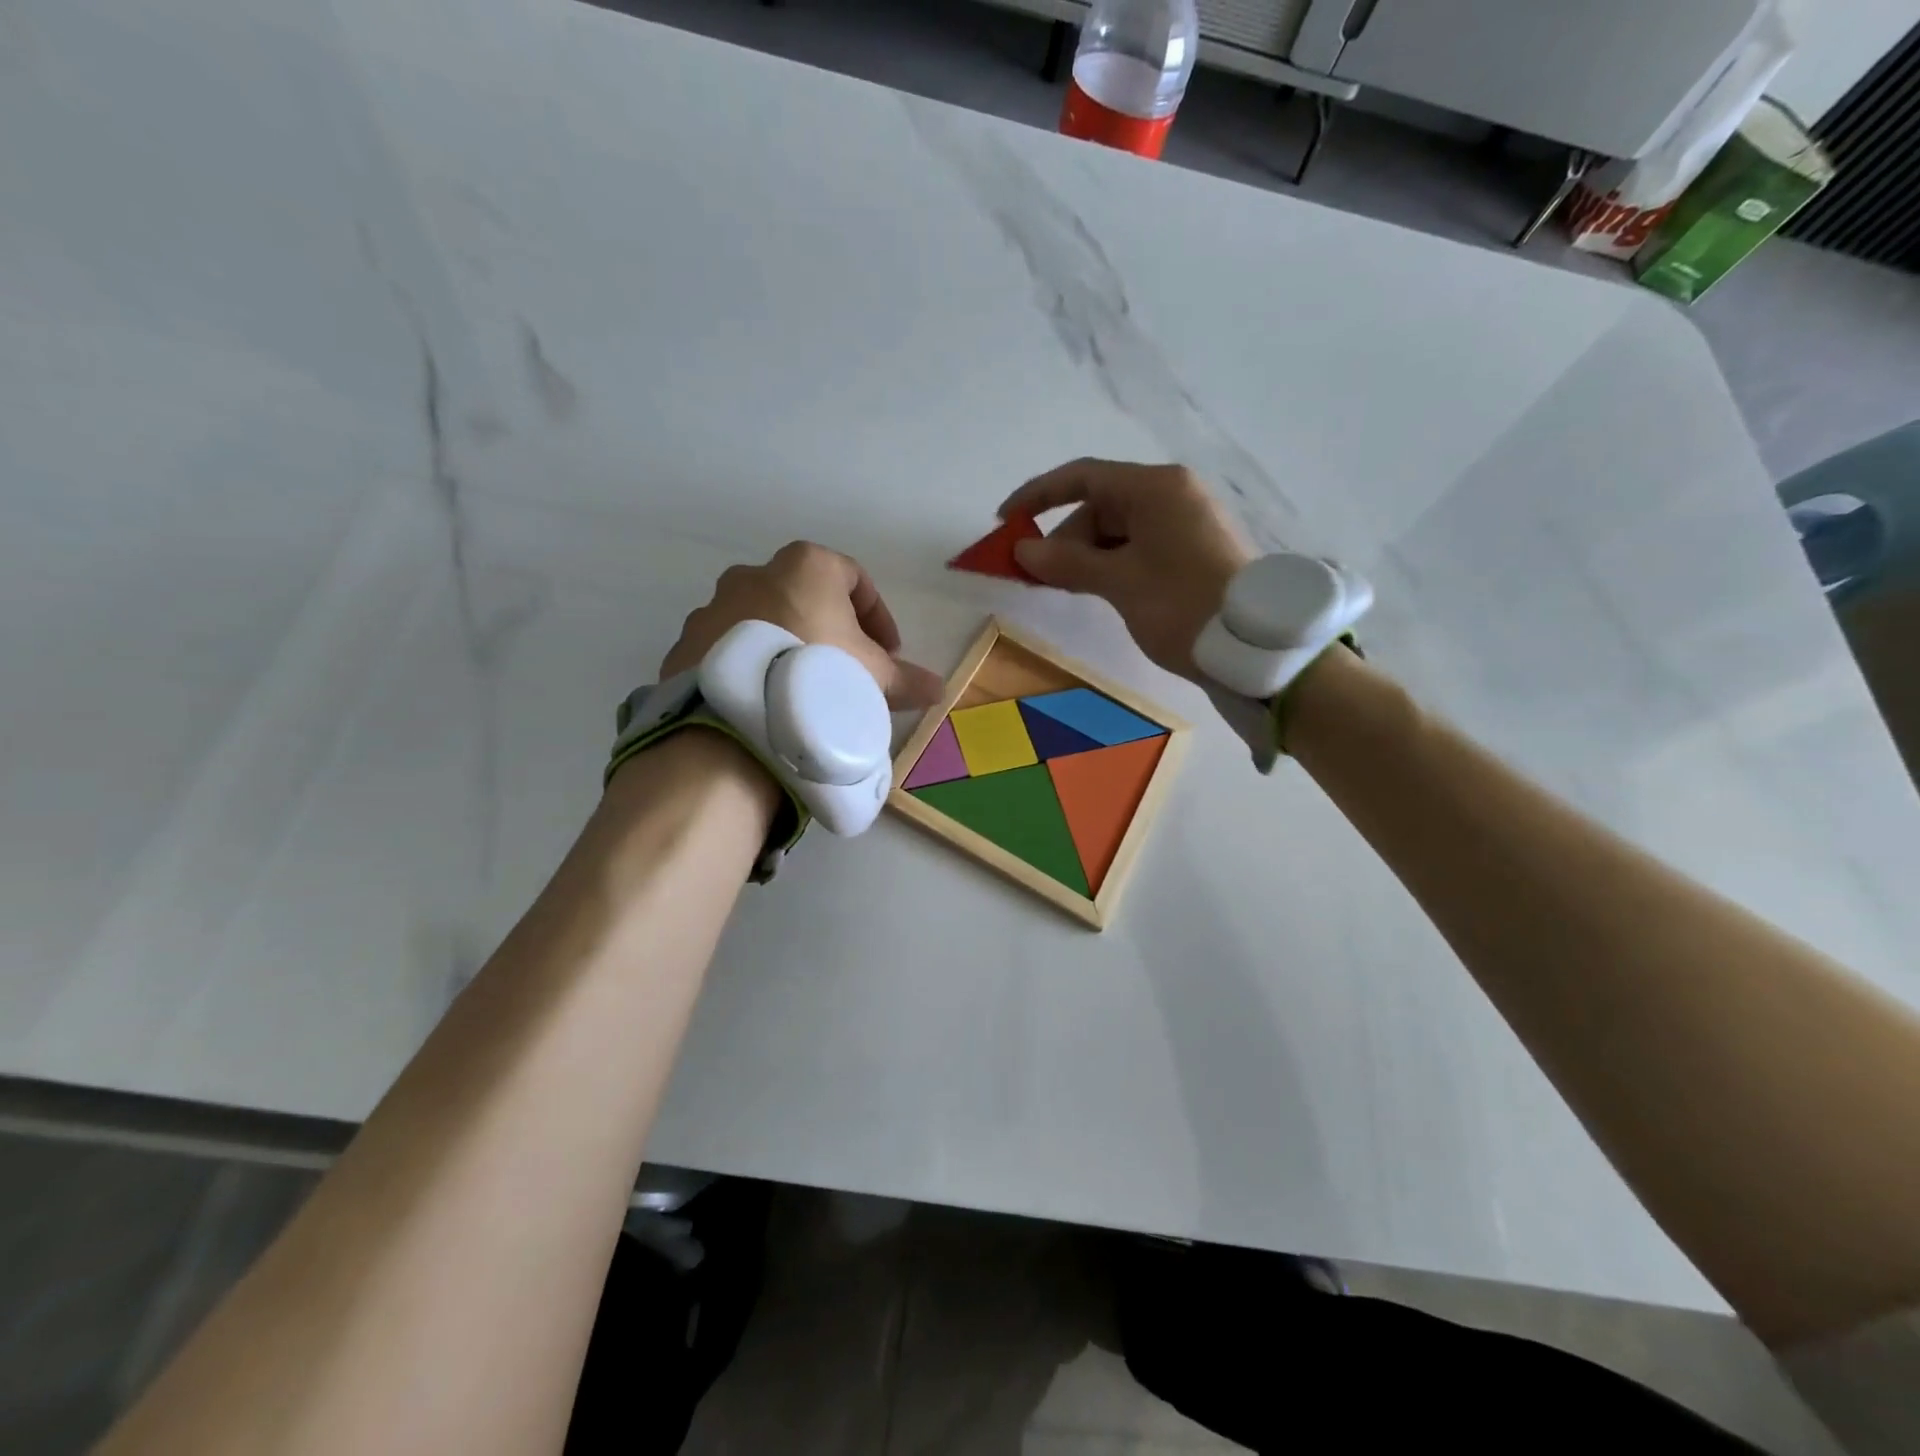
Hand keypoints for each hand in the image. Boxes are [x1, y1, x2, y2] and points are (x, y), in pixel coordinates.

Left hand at [662, 542, 944, 708]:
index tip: (888, 653)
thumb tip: (939, 690)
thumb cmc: (820, 674)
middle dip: (830, 630)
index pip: (855, 579)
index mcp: (807, 566)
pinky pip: (730, 649)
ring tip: (802, 690)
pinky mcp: (687, 642)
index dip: (878, 617)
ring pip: (764, 621)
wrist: (737, 715)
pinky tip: (764, 700)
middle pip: (806, 597)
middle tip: (846, 670)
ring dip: (787, 646)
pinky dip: (751, 665)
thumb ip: (908, 680)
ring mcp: (714, 606)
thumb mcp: (875, 679)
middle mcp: (756, 573)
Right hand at [1001, 459, 1253, 679]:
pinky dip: (1112, 565)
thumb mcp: (1120, 583)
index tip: (1005, 521)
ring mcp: (1185, 522)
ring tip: (1068, 589)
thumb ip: (1068, 562)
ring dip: (1087, 557)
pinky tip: (1098, 590)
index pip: (1083, 477)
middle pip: (1100, 506)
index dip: (1038, 496)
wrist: (1256, 648)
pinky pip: (1138, 547)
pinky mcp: (1193, 551)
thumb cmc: (1183, 605)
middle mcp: (1172, 495)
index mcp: (1156, 488)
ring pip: (1119, 531)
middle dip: (1065, 538)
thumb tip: (1023, 550)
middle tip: (1038, 577)